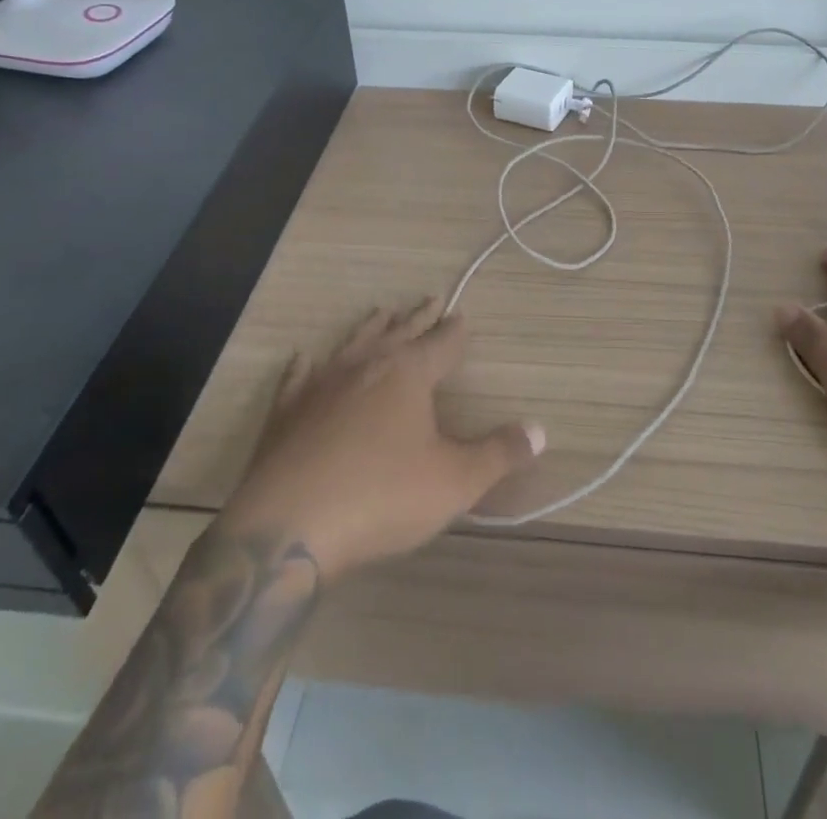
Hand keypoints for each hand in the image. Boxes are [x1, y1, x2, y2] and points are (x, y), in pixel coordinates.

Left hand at [220, 299, 544, 580]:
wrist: (288, 527)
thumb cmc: (382, 497)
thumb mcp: (454, 481)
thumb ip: (498, 454)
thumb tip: (540, 430)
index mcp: (408, 374)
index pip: (441, 343)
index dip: (455, 331)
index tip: (462, 315)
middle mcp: (365, 366)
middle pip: (399, 332)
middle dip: (418, 317)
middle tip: (430, 299)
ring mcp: (321, 384)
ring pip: (353, 343)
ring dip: (371, 327)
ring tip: (382, 312)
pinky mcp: (286, 410)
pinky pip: (299, 376)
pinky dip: (306, 365)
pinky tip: (304, 358)